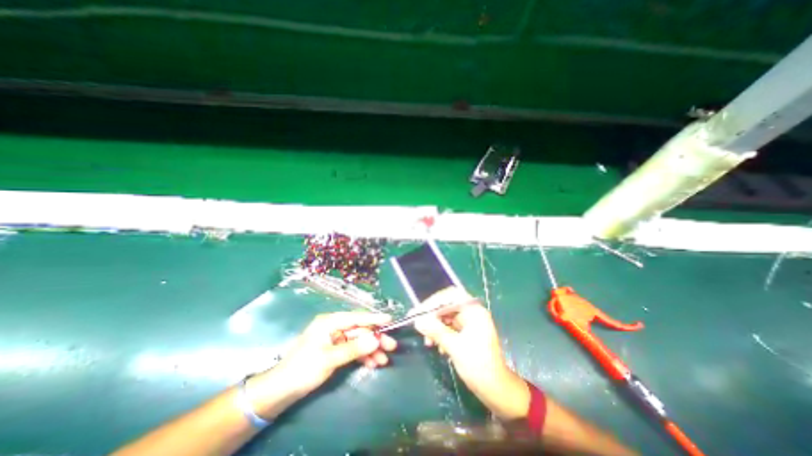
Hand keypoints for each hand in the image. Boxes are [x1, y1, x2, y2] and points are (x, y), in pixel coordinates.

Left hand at [250, 312, 398, 411]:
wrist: (280, 390)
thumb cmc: (303, 369)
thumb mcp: (329, 358)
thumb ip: (354, 348)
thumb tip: (376, 339)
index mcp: (330, 322)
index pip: (356, 317)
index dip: (374, 318)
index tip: (390, 320)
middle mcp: (334, 327)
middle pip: (359, 330)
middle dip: (375, 338)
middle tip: (391, 346)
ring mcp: (334, 338)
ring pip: (358, 341)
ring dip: (371, 350)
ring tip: (384, 360)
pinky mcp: (334, 350)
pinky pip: (352, 350)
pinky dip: (362, 356)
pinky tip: (372, 363)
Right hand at [415, 292, 530, 420]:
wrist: (496, 390)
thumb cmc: (479, 366)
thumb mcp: (455, 347)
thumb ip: (436, 331)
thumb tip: (417, 321)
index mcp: (474, 311)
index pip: (451, 296)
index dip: (434, 301)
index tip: (420, 312)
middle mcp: (472, 313)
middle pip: (447, 306)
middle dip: (432, 316)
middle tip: (418, 325)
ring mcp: (469, 323)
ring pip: (446, 317)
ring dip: (435, 327)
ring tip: (428, 342)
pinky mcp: (466, 333)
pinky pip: (449, 327)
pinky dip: (440, 334)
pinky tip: (436, 346)